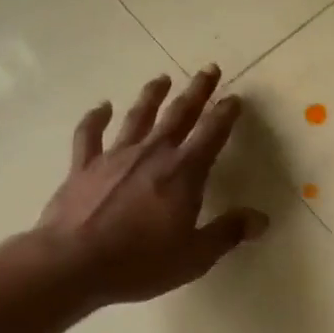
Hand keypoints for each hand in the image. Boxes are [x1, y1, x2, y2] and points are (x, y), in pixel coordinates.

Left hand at [37, 66, 267, 304]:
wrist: (72, 263)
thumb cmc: (140, 262)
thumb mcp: (194, 256)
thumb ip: (227, 233)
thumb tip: (261, 219)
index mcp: (183, 173)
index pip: (211, 134)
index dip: (225, 114)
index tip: (234, 98)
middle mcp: (152, 154)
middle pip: (179, 114)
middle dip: (197, 91)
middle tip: (208, 69)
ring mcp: (115, 156)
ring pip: (138, 116)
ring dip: (152, 95)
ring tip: (162, 78)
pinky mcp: (84, 166)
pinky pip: (90, 134)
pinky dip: (96, 117)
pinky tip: (102, 106)